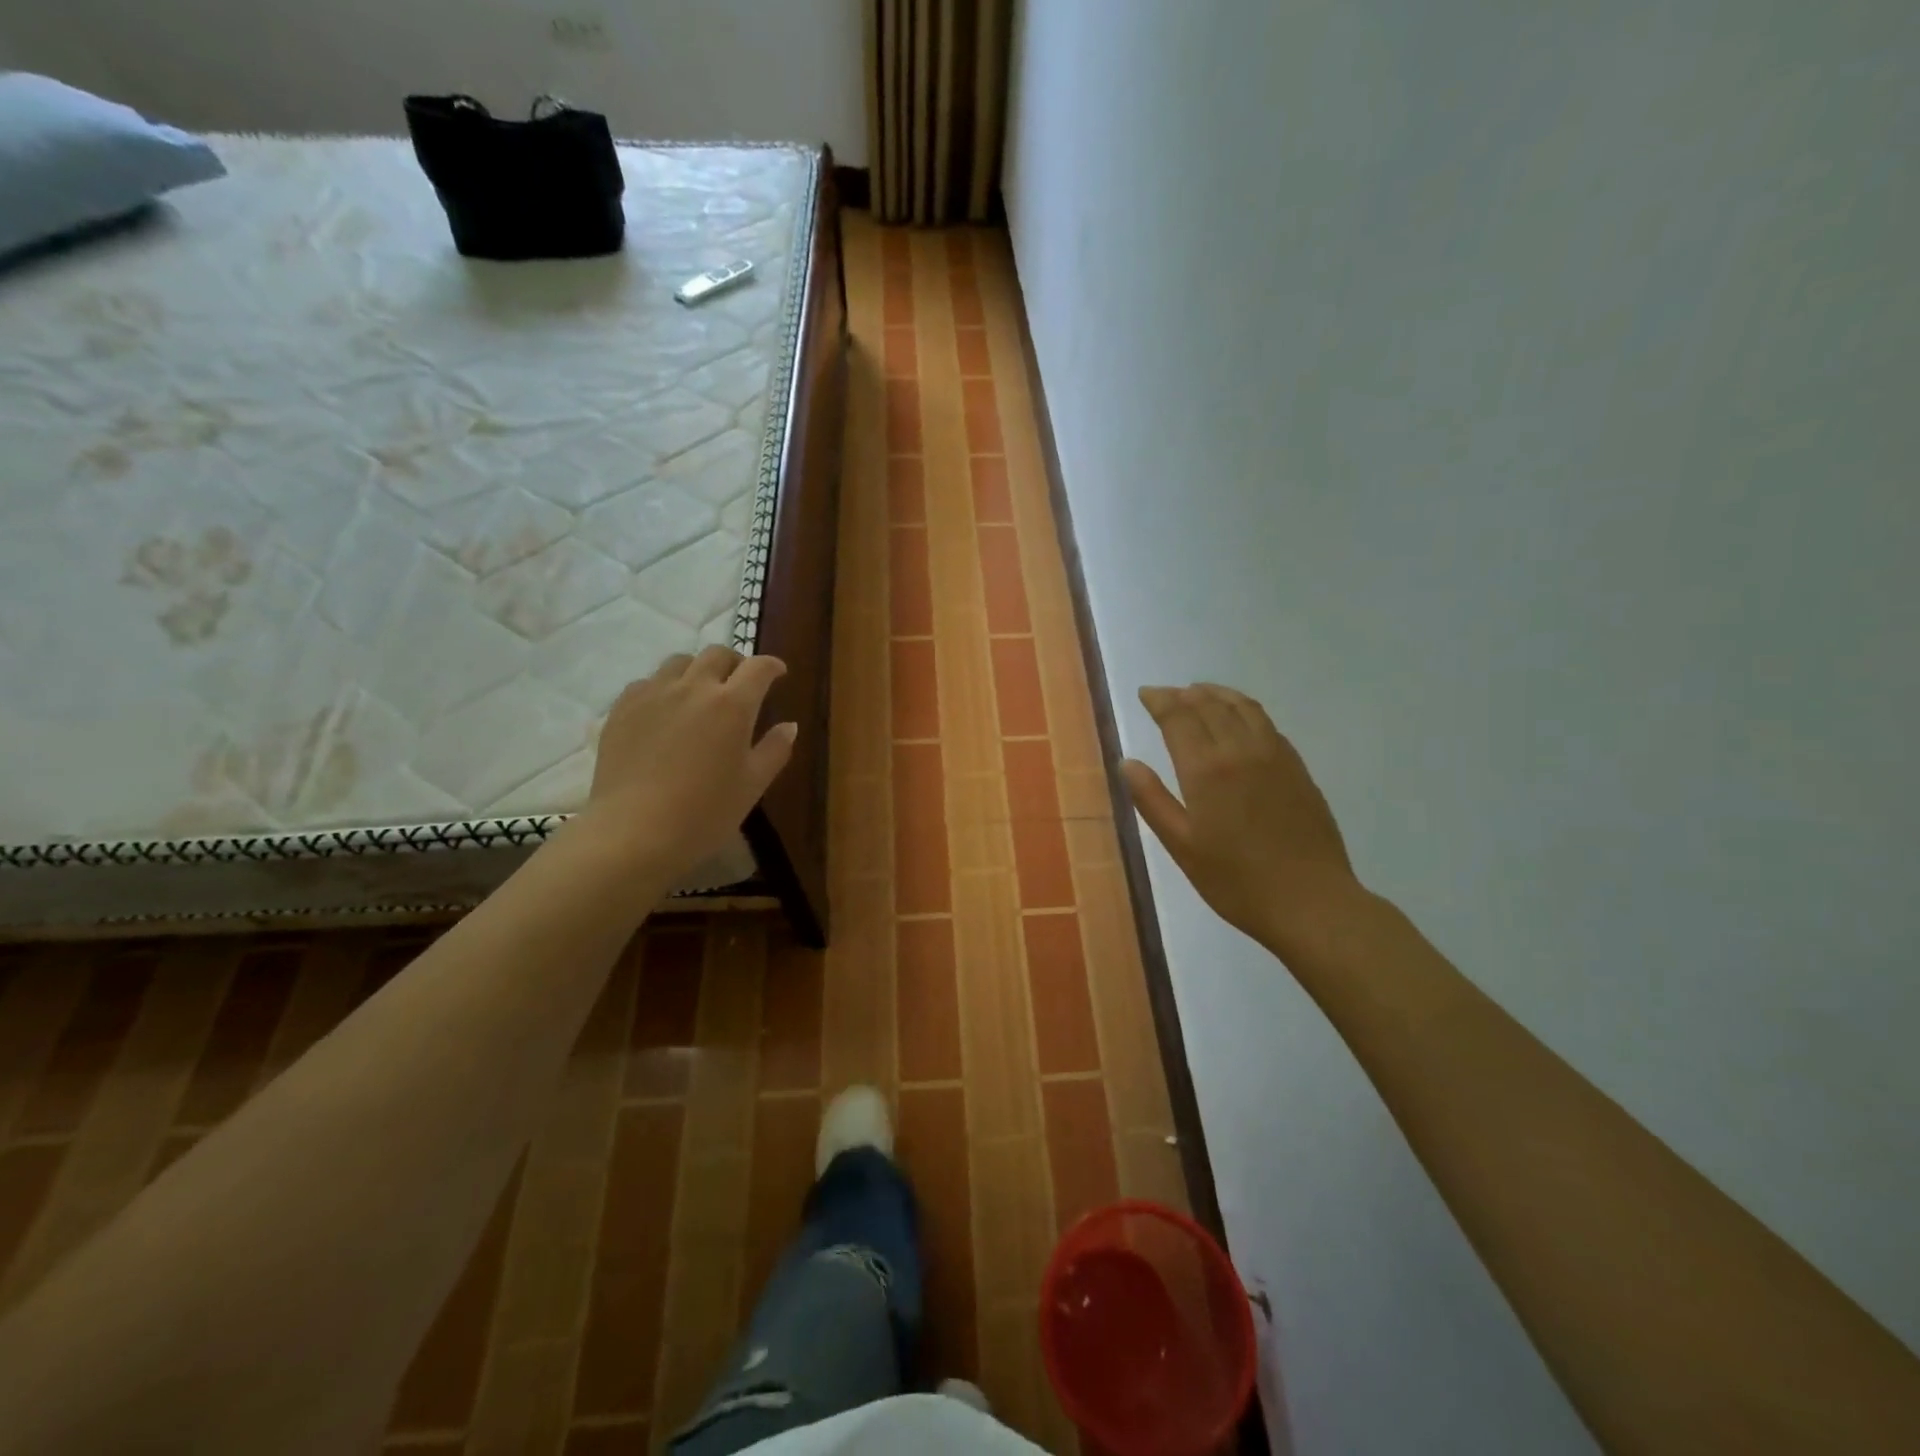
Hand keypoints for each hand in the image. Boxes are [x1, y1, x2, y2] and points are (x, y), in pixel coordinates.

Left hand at [584, 646, 797, 874]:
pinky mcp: (622, 709)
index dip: (772, 666)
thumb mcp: (753, 785)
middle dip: (735, 662)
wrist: (634, 832)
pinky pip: (647, 683)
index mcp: (732, 705)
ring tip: (699, 693)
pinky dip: (664, 688)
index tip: (778, 673)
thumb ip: (775, 750)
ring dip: (697, 670)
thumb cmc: (705, 813)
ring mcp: (653, 694)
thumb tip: (789, 726)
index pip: (758, 668)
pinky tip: (664, 711)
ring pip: (679, 662)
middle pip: (716, 655)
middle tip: (740, 682)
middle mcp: (693, 688)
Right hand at [1123, 683, 1358, 954]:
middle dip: (1184, 694)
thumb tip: (1127, 762)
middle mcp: (1241, 750)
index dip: (1160, 700)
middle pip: (1210, 705)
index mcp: (1206, 769)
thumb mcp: (1182, 846)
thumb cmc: (1236, 881)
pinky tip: (1240, 720)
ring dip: (1217, 694)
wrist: (1310, 901)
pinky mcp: (1298, 768)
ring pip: (1243, 707)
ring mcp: (1275, 756)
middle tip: (1166, 694)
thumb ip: (1152, 800)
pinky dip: (1245, 710)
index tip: (1145, 693)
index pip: (1179, 717)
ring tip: (1200, 693)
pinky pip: (1267, 724)